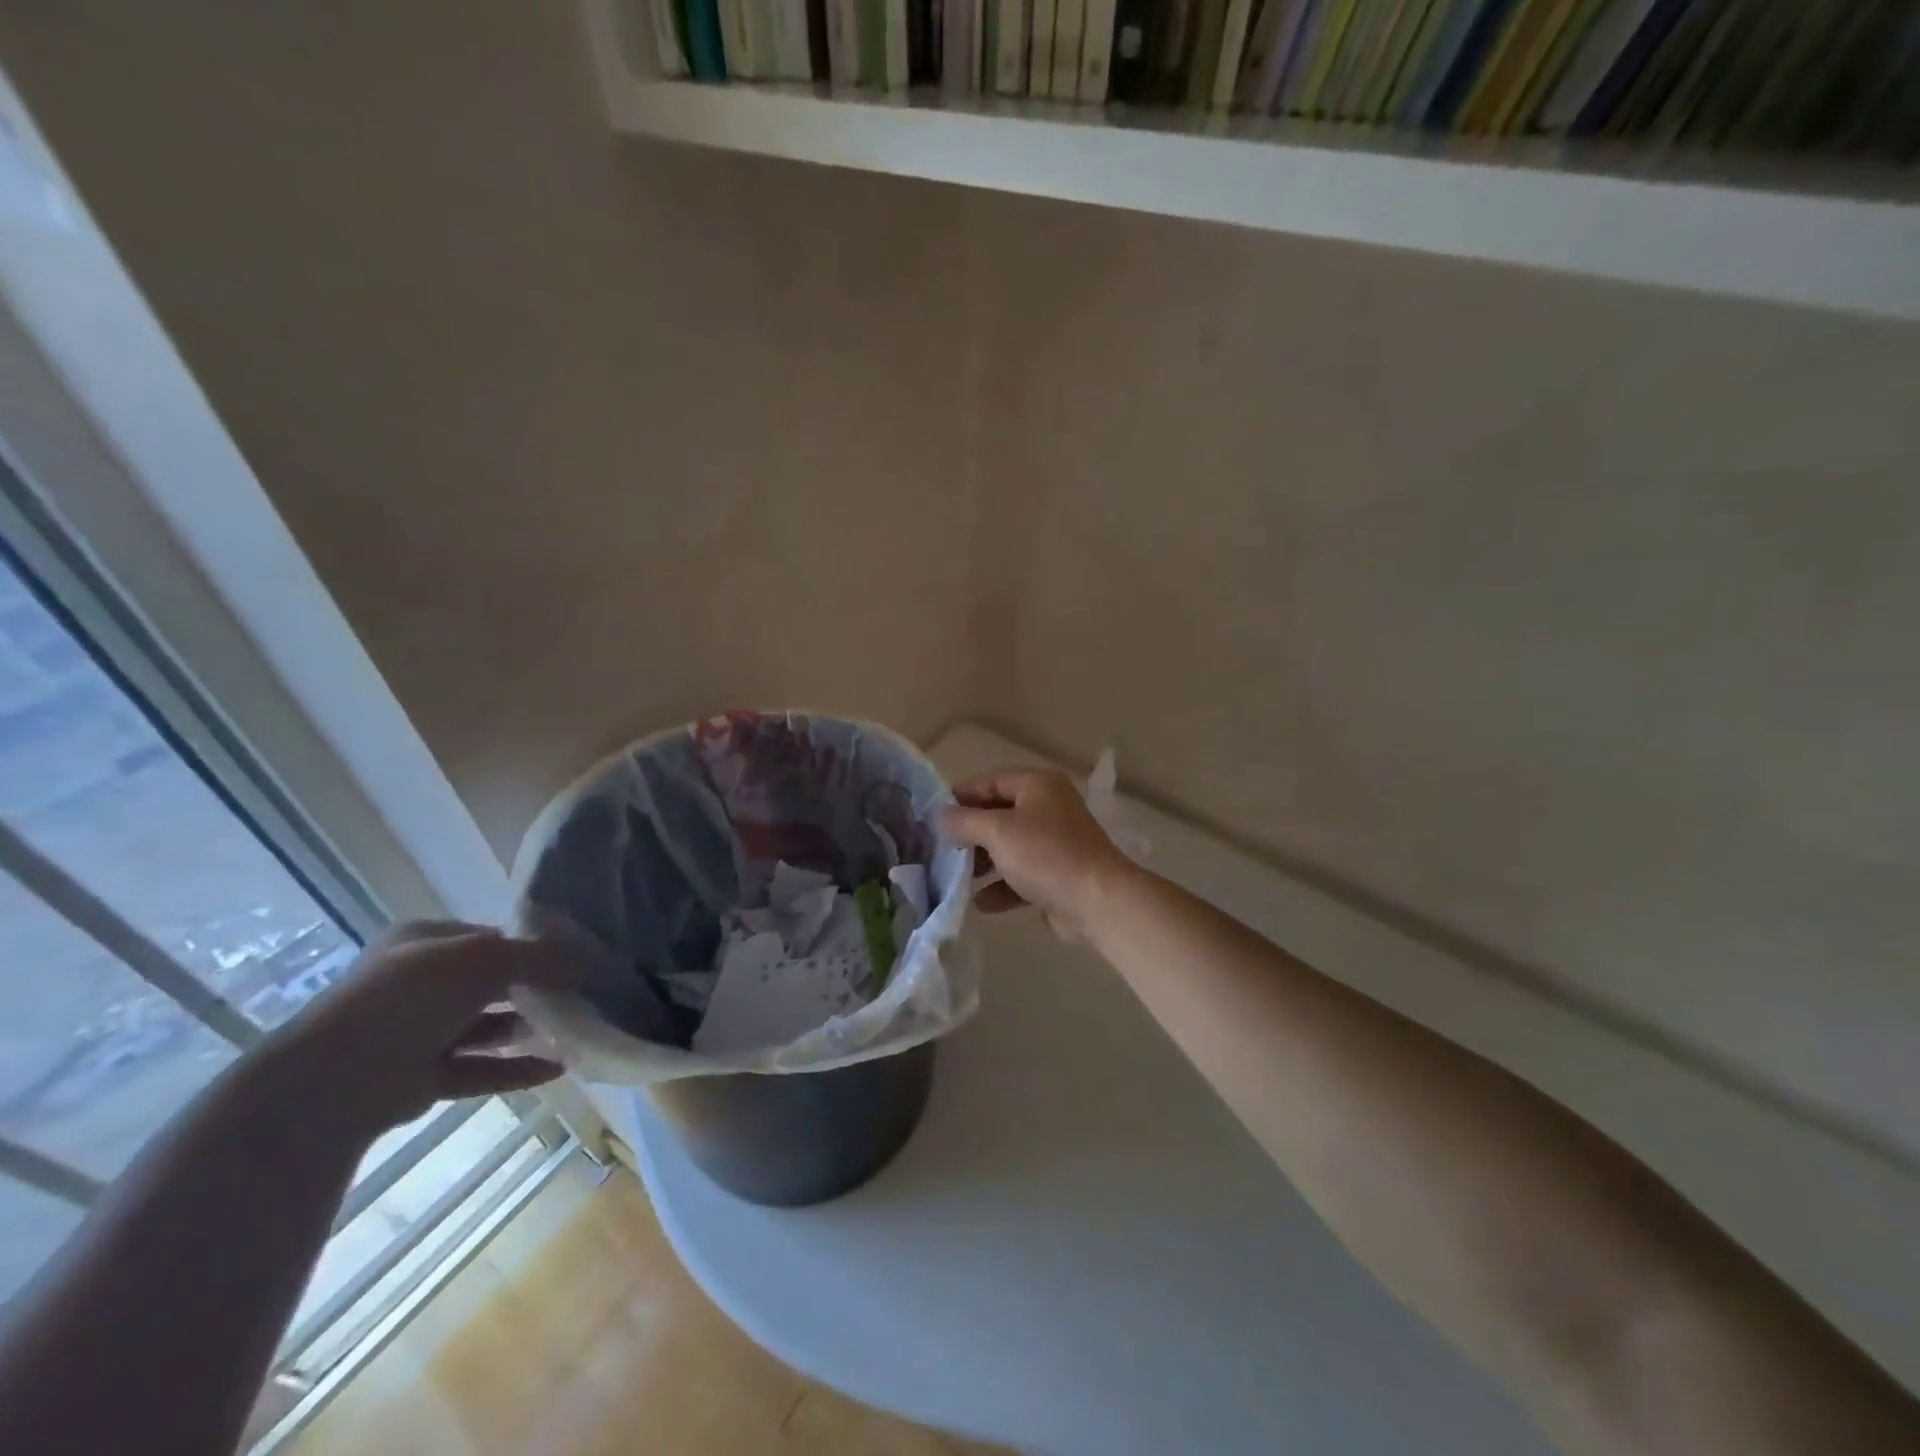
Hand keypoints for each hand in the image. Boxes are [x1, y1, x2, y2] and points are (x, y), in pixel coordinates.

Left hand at [267, 921, 582, 1136]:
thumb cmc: (411, 997)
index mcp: (424, 942)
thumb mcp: (484, 959)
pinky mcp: (421, 1078)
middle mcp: (419, 983)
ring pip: (487, 1027)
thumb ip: (539, 957)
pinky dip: (516, 1069)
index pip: (489, 937)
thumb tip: (587, 962)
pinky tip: (557, 1068)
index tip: (575, 957)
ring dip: (529, 1029)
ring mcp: (417, 1033)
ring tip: (577, 1029)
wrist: (333, 1081)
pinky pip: (479, 1069)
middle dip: (536, 989)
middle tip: (582, 994)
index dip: (533, 945)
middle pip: (491, 983)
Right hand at [940, 769, 1131, 939]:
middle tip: (941, 849)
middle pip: (999, 815)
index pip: (991, 781)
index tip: (933, 815)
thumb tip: (941, 817)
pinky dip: (1002, 887)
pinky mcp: (1058, 875)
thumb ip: (964, 821)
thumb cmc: (1045, 855)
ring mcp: (1055, 843)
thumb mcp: (997, 831)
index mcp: (1038, 785)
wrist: (1098, 901)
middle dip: (971, 834)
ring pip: (1009, 847)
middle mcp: (1048, 808)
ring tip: (956, 878)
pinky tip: (981, 903)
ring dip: (983, 863)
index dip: (962, 796)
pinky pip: (1022, 875)